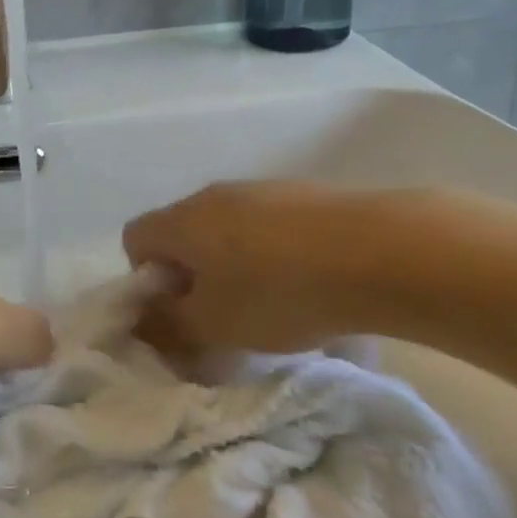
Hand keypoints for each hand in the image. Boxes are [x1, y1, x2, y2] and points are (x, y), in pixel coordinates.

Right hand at [122, 181, 401, 354]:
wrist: (382, 251)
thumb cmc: (278, 292)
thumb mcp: (214, 326)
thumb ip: (169, 327)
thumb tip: (145, 322)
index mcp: (182, 219)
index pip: (134, 238)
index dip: (146, 281)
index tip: (179, 313)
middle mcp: (214, 195)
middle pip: (183, 235)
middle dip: (194, 279)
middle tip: (223, 318)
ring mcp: (263, 190)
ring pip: (229, 232)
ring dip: (236, 269)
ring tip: (273, 307)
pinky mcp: (306, 195)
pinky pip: (271, 229)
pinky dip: (275, 257)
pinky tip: (311, 287)